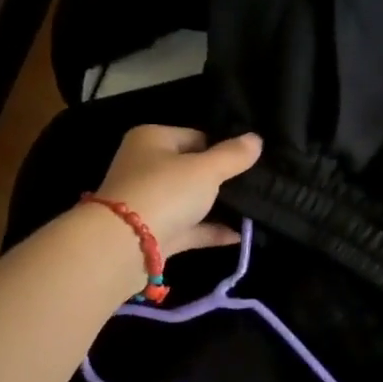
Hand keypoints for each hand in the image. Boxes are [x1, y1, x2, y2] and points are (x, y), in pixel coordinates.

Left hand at [93, 126, 262, 256]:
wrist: (125, 244)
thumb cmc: (165, 192)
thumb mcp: (206, 170)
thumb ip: (232, 156)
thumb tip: (256, 139)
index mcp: (153, 139)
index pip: (195, 137)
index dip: (222, 149)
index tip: (249, 164)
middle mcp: (147, 167)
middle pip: (192, 170)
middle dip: (221, 180)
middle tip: (254, 187)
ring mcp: (150, 202)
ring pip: (191, 201)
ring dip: (218, 207)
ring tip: (253, 210)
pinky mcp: (155, 233)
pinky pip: (190, 228)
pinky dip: (211, 231)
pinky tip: (240, 236)